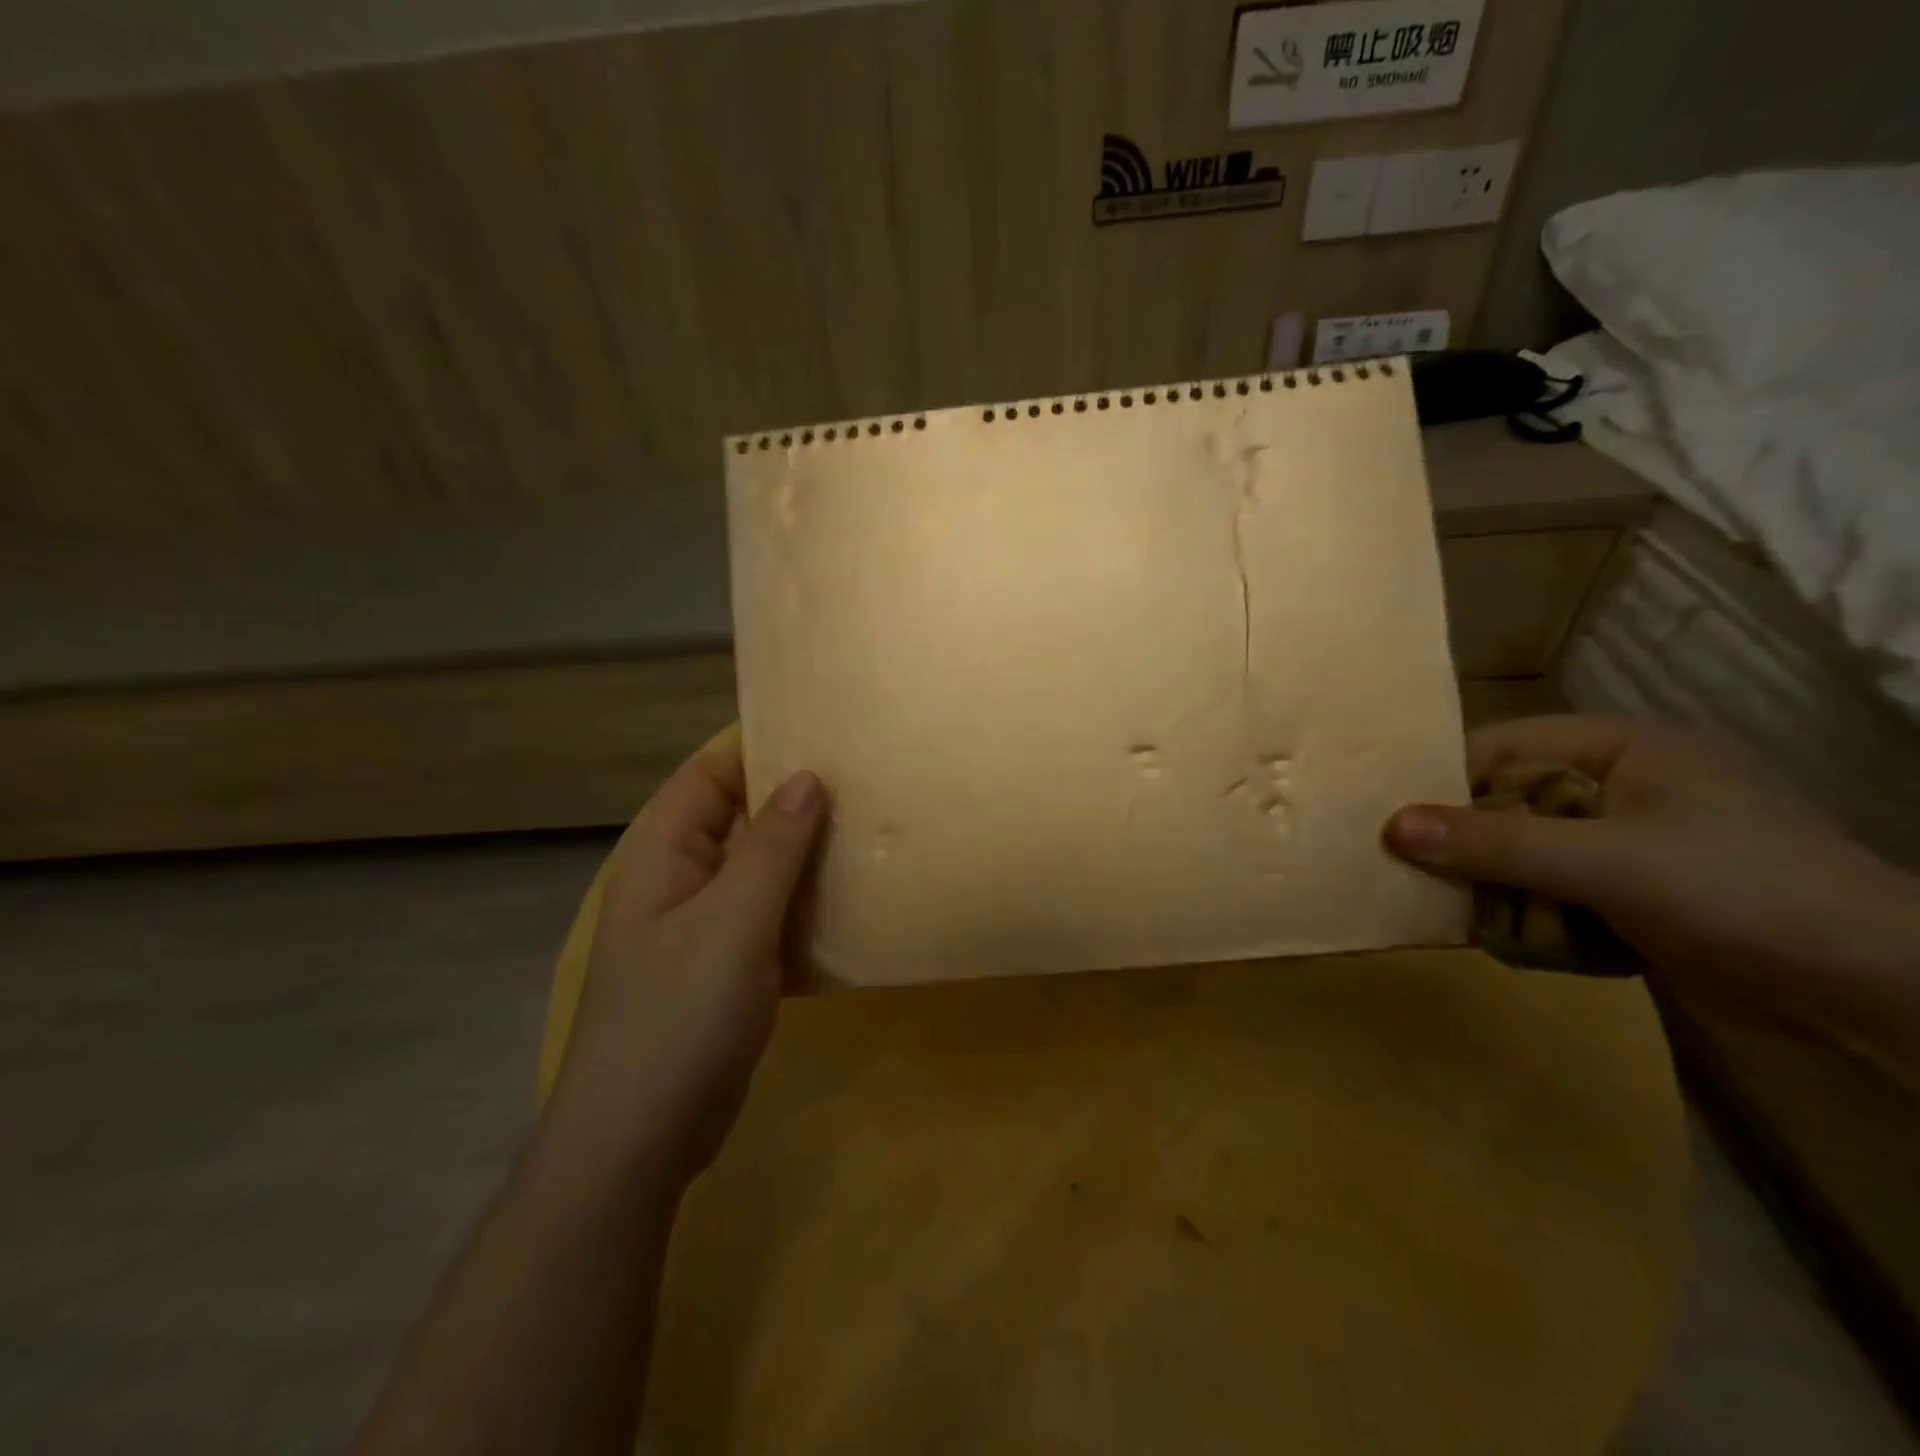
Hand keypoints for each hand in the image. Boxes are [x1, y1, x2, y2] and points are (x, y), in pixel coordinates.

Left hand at [546, 727, 826, 1193]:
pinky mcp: (725, 967)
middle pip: (741, 818)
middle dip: (798, 802)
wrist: (640, 1138)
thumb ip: (772, 846)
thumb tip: (809, 777)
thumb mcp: (733, 921)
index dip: (765, 748)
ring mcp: (702, 926)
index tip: (830, 736)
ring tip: (871, 834)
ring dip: (807, 856)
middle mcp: (680, 877)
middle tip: (868, 786)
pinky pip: (770, 917)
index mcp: (664, 851)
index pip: (714, 773)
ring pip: (761, 870)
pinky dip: (805, 906)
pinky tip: (853, 904)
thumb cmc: (679, 1015)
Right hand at [1383, 715, 1918, 994]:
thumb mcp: (1609, 863)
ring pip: (1517, 855)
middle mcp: (1609, 787)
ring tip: (1467, 921)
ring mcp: (1619, 843)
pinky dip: (1529, 919)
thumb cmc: (1743, 894)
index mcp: (1612, 750)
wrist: (1878, 994)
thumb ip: (1497, 844)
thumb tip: (1391, 828)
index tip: (1386, 822)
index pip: (1495, 748)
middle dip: (1462, 847)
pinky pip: (1547, 894)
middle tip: (1408, 877)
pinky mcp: (1627, 894)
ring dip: (1493, 891)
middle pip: (1500, 805)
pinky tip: (1523, 944)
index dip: (1438, 781)